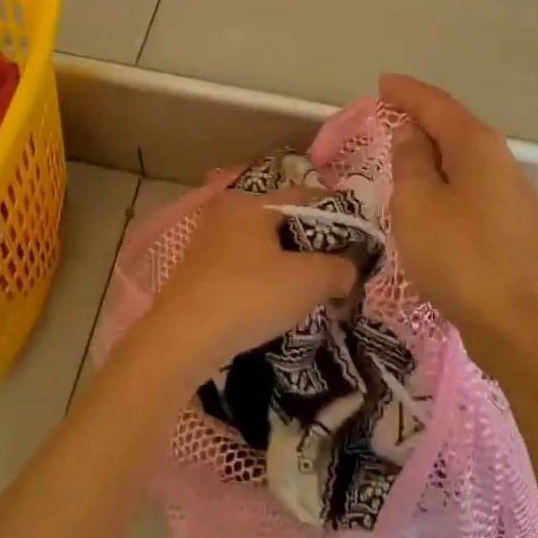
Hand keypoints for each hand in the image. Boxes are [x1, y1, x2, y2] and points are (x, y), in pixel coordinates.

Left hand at [137, 189, 356, 379]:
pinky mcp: (195, 272)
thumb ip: (338, 269)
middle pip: (282, 221)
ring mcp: (207, 242)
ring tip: (308, 291)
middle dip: (311, 244)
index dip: (336, 217)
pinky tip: (272, 303)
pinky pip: (241, 267)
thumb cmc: (249, 296)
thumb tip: (349, 271)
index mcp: (253, 202)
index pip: (306, 197)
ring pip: (261, 246)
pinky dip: (262, 279)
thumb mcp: (308, 281)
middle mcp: (227, 213)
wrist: (181, 340)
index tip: (356, 241)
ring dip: (286, 264)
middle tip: (335, 269)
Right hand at [382, 74, 537, 369]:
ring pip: (465, 159)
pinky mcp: (513, 226)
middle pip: (455, 127)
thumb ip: (410, 161)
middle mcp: (502, 161)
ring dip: (433, 151)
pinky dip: (446, 179)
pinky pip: (471, 186)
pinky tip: (432, 194)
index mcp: (478, 146)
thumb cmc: (460, 257)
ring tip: (403, 151)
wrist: (520, 326)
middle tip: (386, 115)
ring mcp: (512, 194)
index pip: (437, 104)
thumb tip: (411, 132)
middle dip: (421, 118)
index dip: (406, 92)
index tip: (381, 83)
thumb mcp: (417, 204)